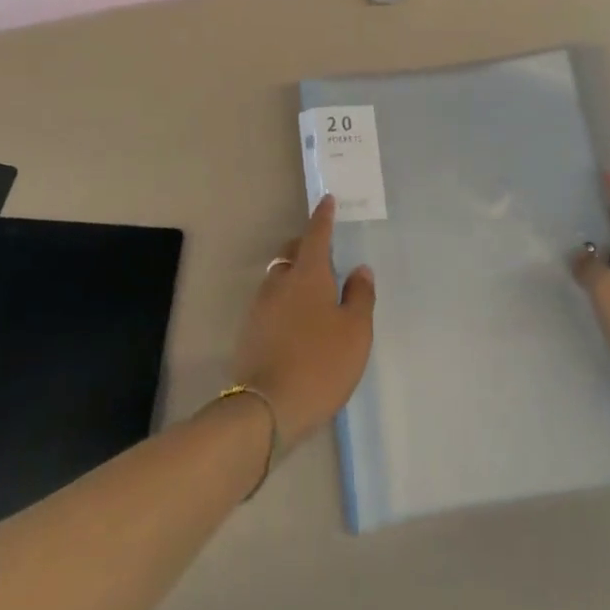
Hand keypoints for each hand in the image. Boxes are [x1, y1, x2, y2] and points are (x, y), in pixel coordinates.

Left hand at [232, 197, 375, 445]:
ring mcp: (260, 307)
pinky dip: (286, 300)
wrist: (267, 409)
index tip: (327, 200)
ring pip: (279, 277)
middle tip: (326, 253)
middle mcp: (279, 282)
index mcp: (308, 275)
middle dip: (307, 245)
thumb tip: (359, 269)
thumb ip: (360, 295)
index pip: (316, 235)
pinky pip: (271, 302)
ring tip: (315, 291)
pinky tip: (298, 321)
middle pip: (292, 252)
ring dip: (295, 275)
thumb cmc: (321, 363)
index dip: (323, 217)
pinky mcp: (250, 331)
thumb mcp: (355, 331)